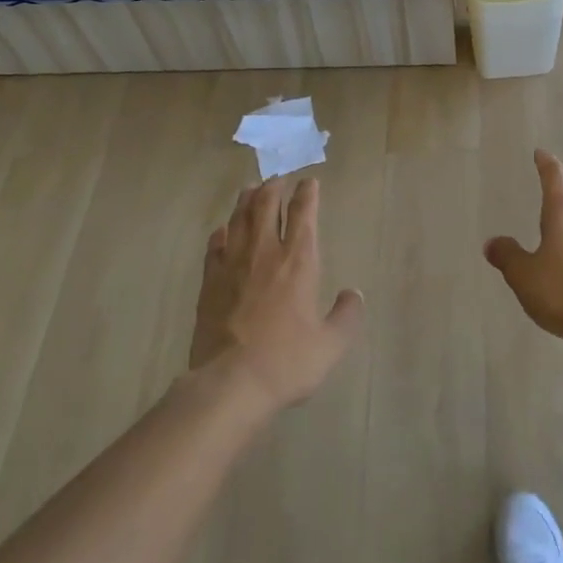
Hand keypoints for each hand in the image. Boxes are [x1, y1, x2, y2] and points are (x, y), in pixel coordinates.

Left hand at [191, 178, 363, 409]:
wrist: (229, 384)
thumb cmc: (287, 361)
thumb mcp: (331, 344)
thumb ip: (347, 316)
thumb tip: (354, 295)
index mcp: (298, 261)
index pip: (303, 213)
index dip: (308, 193)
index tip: (310, 182)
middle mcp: (265, 253)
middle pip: (266, 205)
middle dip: (275, 187)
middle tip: (279, 178)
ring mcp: (232, 265)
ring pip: (239, 219)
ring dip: (247, 200)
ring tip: (251, 189)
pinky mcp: (209, 282)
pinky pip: (214, 246)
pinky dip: (221, 233)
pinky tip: (222, 231)